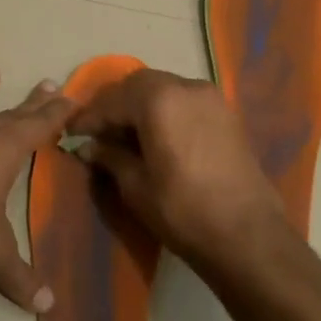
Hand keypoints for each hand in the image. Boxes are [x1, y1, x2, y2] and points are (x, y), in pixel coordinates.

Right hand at [68, 68, 295, 277]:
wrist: (248, 235)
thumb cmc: (183, 210)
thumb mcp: (136, 186)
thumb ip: (110, 157)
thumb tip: (89, 146)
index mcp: (159, 99)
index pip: (113, 100)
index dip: (89, 117)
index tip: (72, 133)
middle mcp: (186, 87)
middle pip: (140, 84)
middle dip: (115, 105)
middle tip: (98, 132)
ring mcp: (211, 98)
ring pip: (164, 89)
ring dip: (141, 106)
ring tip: (125, 135)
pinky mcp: (226, 115)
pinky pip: (185, 101)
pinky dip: (165, 111)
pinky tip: (156, 137)